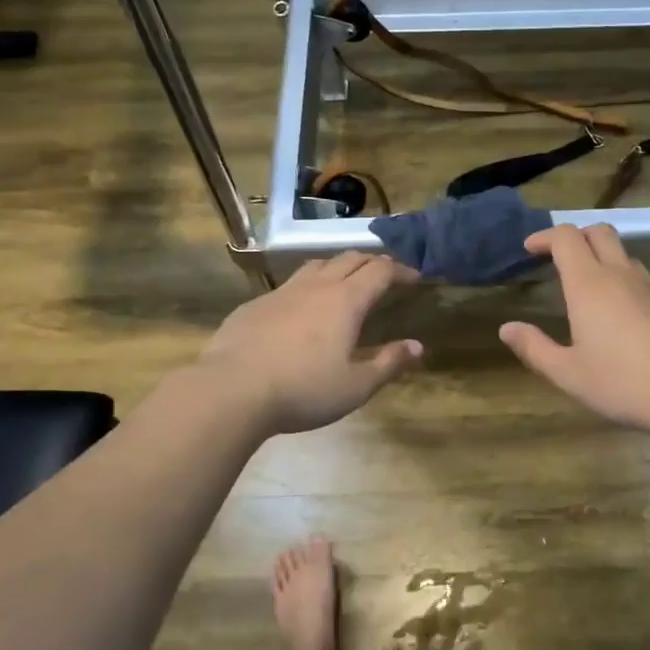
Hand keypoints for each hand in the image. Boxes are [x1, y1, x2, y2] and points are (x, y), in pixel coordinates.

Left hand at [199, 252, 422, 434]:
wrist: (232, 390)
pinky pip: (287, 287)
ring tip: (344, 282)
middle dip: (371, 262)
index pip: (380, 270)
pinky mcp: (254, 305)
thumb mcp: (356, 386)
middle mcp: (316, 286)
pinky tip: (299, 311)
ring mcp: (282, 292)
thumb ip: (388, 363)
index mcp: (346, 301)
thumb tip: (417, 346)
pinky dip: (305, 289)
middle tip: (383, 274)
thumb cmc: (303, 390)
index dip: (400, 269)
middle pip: (349, 259)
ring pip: (316, 265)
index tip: (414, 277)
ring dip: (336, 267)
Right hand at [500, 224, 649, 436]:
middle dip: (575, 236)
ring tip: (586, 285)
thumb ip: (534, 348)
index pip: (565, 237)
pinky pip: (640, 278)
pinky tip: (618, 314)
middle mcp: (620, 275)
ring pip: (623, 254)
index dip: (545, 236)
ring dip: (601, 257)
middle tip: (558, 257)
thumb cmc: (621, 383)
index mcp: (588, 284)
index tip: (530, 249)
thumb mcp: (567, 373)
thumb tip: (506, 329)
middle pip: (598, 232)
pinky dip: (622, 280)